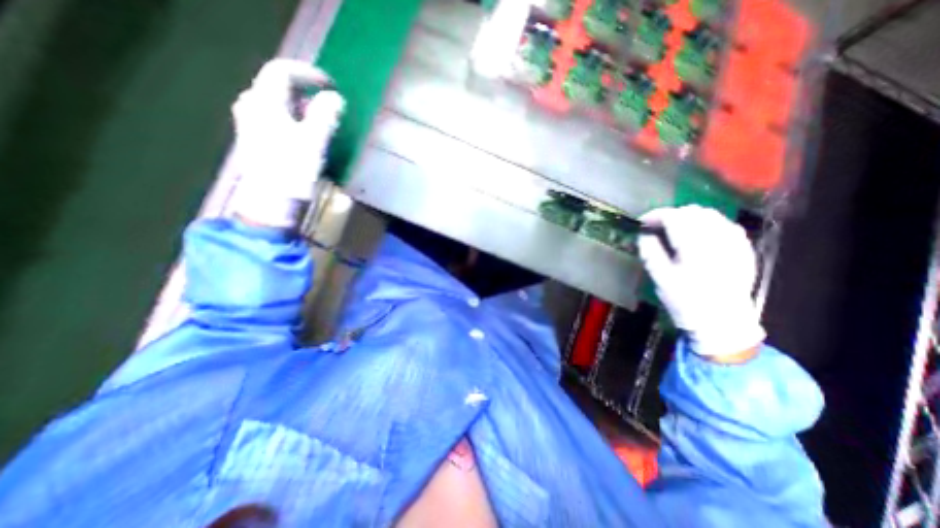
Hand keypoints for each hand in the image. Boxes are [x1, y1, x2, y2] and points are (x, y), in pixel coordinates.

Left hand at [231, 58, 343, 225]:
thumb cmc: (291, 173)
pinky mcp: (259, 141)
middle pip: (278, 86)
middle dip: (307, 91)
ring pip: (279, 104)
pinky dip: (297, 120)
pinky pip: (279, 119)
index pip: (281, 71)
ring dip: (303, 107)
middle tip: (330, 104)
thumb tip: (335, 98)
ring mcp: (253, 125)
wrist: (271, 204)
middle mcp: (253, 107)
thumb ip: (325, 117)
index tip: (332, 86)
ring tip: (324, 121)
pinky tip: (309, 135)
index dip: (308, 73)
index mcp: (263, 103)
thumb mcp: (313, 143)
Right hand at [634, 206, 766, 359]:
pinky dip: (708, 224)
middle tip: (657, 227)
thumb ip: (650, 252)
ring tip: (675, 230)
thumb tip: (643, 234)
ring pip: (711, 214)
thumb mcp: (660, 279)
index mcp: (694, 246)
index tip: (642, 222)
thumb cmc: (686, 302)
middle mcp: (718, 239)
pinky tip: (699, 236)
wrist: (723, 323)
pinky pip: (725, 224)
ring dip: (689, 217)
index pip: (674, 217)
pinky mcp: (744, 249)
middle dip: (671, 215)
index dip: (655, 215)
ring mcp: (735, 242)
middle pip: (693, 211)